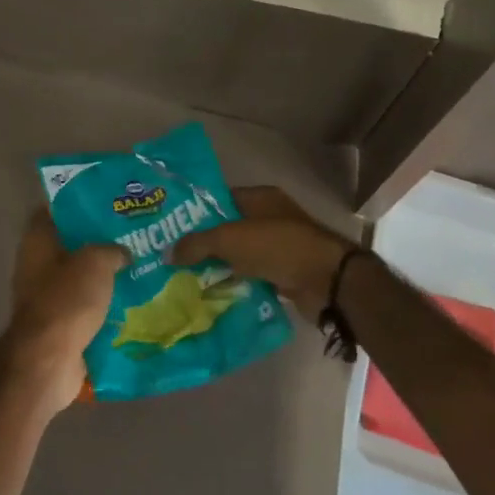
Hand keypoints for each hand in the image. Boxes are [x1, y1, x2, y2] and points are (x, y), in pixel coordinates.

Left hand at [4, 209, 126, 412]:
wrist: (49, 361)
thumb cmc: (67, 300)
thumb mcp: (96, 261)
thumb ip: (112, 249)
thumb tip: (123, 253)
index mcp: (38, 241)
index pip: (55, 209)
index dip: (79, 201)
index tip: (108, 199)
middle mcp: (37, 264)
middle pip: (71, 243)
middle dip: (99, 239)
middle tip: (132, 232)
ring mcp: (46, 296)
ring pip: (81, 276)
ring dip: (105, 273)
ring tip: (139, 263)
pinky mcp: (59, 323)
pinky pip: (86, 305)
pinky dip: (105, 303)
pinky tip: (133, 297)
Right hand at [171, 186, 354, 318]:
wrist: (327, 281)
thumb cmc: (278, 246)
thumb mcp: (230, 239)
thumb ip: (197, 244)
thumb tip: (167, 253)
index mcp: (260, 198)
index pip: (220, 199)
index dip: (196, 212)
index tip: (171, 229)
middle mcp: (269, 218)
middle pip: (228, 229)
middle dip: (203, 244)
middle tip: (173, 258)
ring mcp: (278, 247)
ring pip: (239, 256)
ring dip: (218, 267)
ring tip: (185, 280)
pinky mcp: (284, 273)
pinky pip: (252, 276)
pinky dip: (236, 285)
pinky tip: (212, 296)